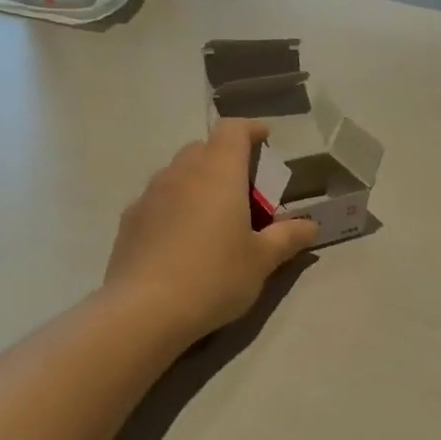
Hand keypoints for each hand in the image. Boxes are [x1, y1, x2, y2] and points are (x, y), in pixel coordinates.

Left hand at [105, 120, 317, 341]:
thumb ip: (288, 237)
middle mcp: (180, 173)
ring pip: (177, 174)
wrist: (145, 310)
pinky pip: (157, 201)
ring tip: (212, 218)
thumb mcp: (261, 261)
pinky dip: (174, 208)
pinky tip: (181, 241)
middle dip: (225, 160)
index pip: (233, 129)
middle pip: (203, 149)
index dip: (251, 130)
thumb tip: (311, 225)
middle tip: (243, 192)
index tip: (265, 141)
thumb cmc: (214, 277)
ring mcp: (149, 195)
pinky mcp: (129, 221)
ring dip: (197, 184)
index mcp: (218, 172)